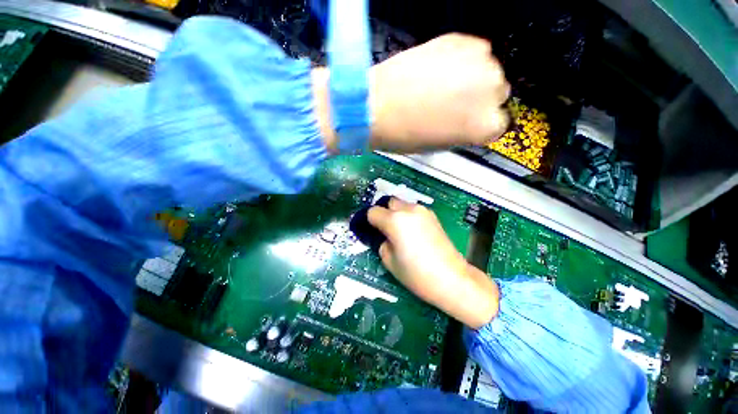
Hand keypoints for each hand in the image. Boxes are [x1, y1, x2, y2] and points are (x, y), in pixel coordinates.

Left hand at [312, 33, 510, 153]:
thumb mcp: (439, 144)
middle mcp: (491, 92)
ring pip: (488, 71)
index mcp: (484, 126)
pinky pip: (473, 52)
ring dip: (472, 78)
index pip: (498, 125)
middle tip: (453, 104)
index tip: (467, 123)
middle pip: (498, 94)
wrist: (376, 107)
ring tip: (443, 87)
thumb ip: (463, 132)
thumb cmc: (404, 135)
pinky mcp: (461, 40)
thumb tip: (470, 122)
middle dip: (479, 100)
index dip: (480, 124)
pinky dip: (461, 61)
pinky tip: (440, 70)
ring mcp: (479, 62)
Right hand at [367, 197, 498, 328]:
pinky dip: (408, 216)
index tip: (371, 231)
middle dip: (383, 213)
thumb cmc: (416, 273)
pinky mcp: (433, 215)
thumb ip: (381, 243)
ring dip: (396, 213)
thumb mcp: (389, 261)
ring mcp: (422, 211)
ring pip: (401, 204)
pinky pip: (413, 210)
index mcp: (394, 220)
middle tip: (384, 230)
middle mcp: (408, 210)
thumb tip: (383, 236)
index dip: (369, 221)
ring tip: (399, 231)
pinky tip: (412, 232)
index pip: (373, 212)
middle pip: (388, 202)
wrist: (451, 278)